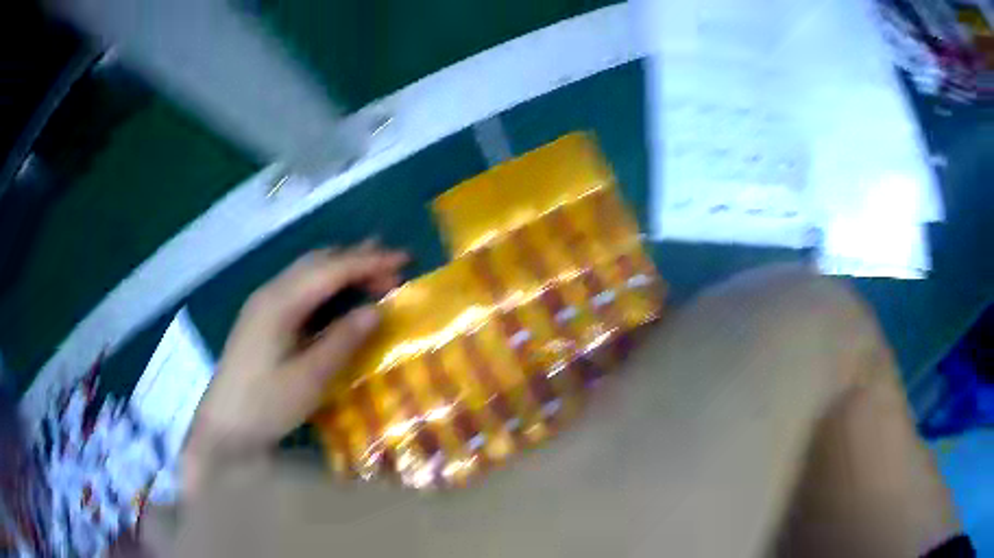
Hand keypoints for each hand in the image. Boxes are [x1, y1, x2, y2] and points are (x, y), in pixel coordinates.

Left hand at [182, 242, 406, 496]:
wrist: (224, 426)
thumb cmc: (265, 405)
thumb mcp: (309, 378)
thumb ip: (342, 341)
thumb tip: (376, 310)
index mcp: (280, 302)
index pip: (331, 270)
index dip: (369, 261)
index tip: (404, 260)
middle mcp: (270, 293)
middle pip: (318, 262)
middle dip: (357, 259)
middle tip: (393, 270)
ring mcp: (263, 305)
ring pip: (307, 272)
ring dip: (341, 269)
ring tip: (373, 272)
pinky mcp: (262, 319)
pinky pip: (299, 288)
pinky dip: (325, 285)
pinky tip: (337, 297)